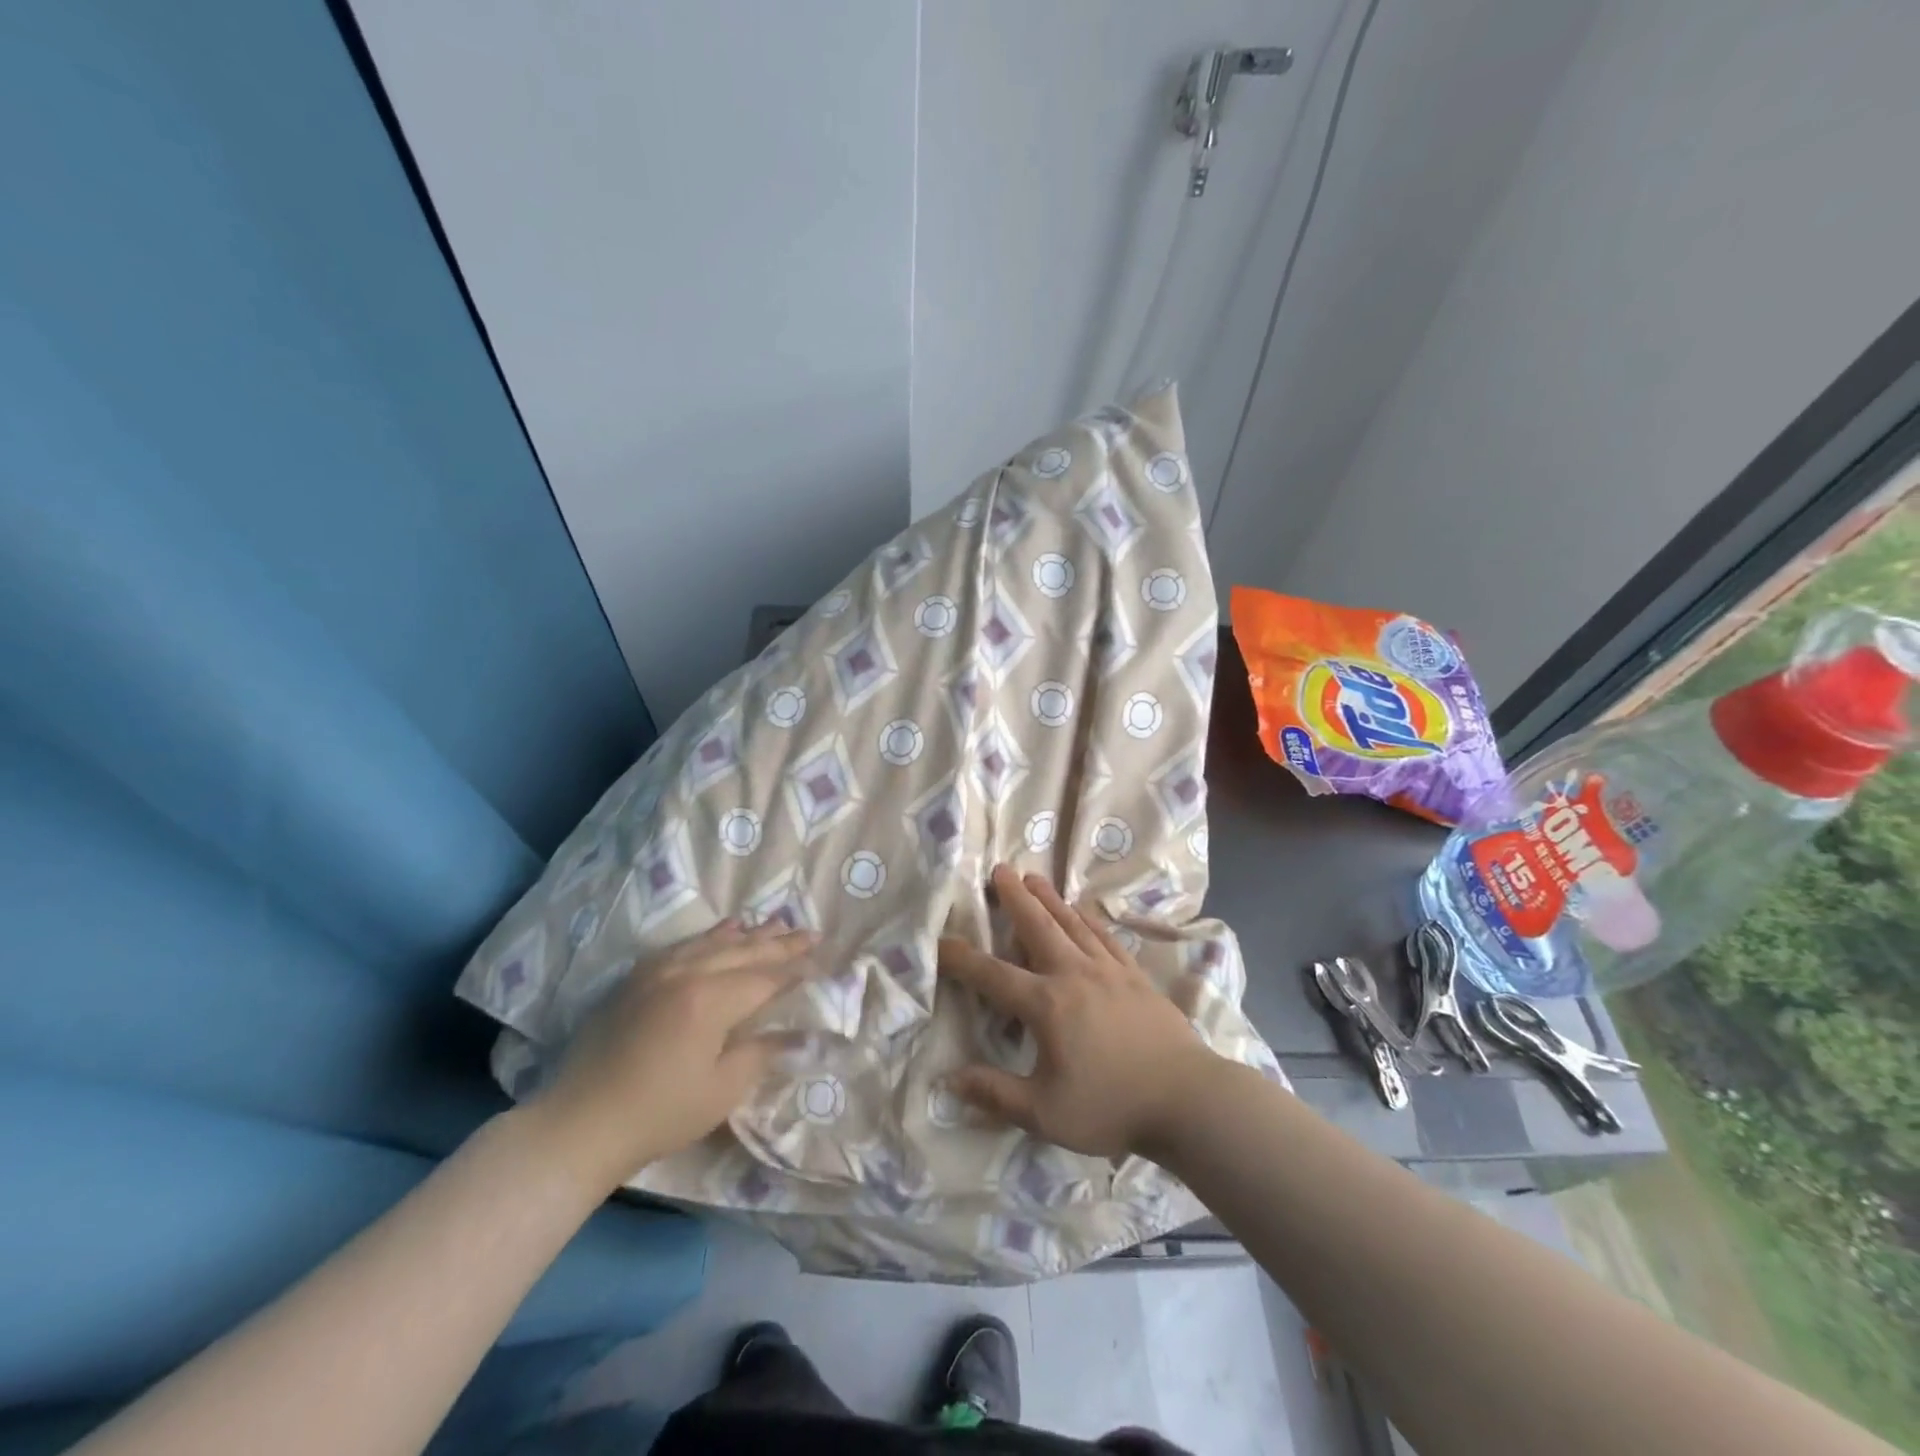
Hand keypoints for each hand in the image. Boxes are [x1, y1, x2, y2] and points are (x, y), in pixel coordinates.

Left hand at [532, 919, 814, 1189]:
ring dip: (750, 934)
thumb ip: (762, 1053)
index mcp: (710, 1001)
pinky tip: (726, 929)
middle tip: (811, 932)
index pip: (765, 978)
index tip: (821, 963)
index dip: (795, 971)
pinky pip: (685, 944)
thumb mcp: (721, 1091)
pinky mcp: (639, 977)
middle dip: (781, 943)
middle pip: (745, 952)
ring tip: (777, 923)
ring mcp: (659, 970)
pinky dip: (712, 935)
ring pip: (715, 942)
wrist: (581, 1123)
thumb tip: (801, 1035)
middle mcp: (687, 973)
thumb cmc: (659, 1113)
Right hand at [938, 865, 1221, 1159]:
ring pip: (1070, 922)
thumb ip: (995, 1094)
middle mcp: (1073, 974)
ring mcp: (1107, 969)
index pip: (992, 975)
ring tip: (1032, 877)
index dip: (961, 958)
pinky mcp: (1134, 974)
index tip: (939, 940)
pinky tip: (1081, 909)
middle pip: (1036, 926)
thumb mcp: (1045, 1113)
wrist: (1187, 1098)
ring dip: (1048, 898)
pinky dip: (1087, 917)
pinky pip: (1103, 935)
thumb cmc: (1112, 1106)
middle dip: (1013, 897)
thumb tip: (949, 1080)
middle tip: (999, 869)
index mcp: (1046, 1005)